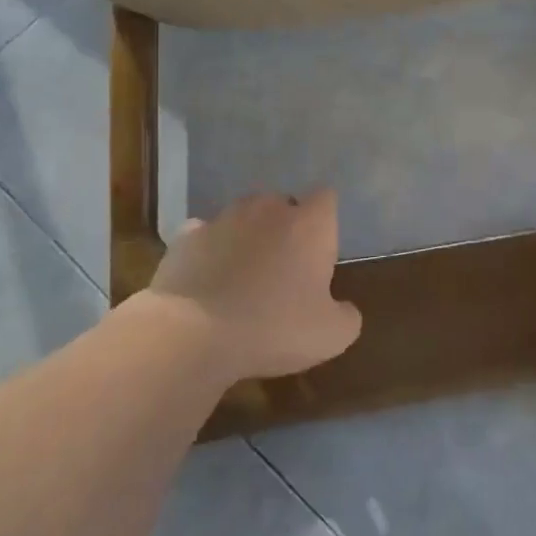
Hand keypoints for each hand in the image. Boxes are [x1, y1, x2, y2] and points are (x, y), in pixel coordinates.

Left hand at [146, 190, 360, 382]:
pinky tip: (207, 279)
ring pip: (243, 216)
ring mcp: (224, 217)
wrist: (194, 333)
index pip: (326, 198)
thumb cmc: (274, 328)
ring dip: (247, 236)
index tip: (320, 253)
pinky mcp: (187, 235)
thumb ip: (348, 316)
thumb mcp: (331, 336)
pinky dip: (209, 250)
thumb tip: (346, 308)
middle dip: (285, 228)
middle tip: (283, 270)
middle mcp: (268, 208)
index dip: (324, 223)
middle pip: (283, 204)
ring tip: (242, 275)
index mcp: (309, 224)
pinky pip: (205, 235)